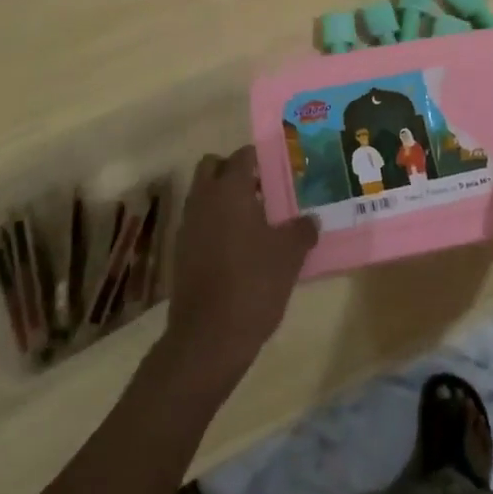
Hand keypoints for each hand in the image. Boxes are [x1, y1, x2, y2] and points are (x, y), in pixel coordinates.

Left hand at [162, 145, 318, 391]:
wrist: (208, 337)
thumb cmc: (253, 283)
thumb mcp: (289, 255)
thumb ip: (302, 230)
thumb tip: (312, 219)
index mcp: (230, 189)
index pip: (243, 156)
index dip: (261, 158)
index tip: (280, 170)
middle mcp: (204, 199)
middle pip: (213, 167)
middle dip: (233, 172)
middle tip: (261, 190)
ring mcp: (188, 225)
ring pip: (203, 195)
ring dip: (223, 199)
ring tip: (254, 221)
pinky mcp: (181, 252)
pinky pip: (198, 223)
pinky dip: (214, 225)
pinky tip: (237, 249)